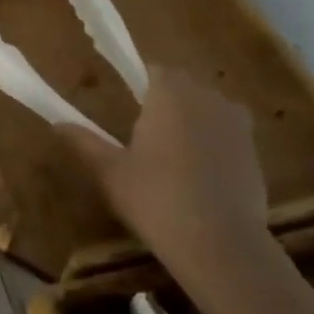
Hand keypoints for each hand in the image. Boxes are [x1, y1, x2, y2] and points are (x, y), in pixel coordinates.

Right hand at [58, 65, 269, 287]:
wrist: (220, 242)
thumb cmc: (155, 197)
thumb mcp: (109, 172)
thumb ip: (84, 142)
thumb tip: (57, 124)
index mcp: (170, 94)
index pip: (155, 70)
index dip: (142, 83)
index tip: (129, 105)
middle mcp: (207, 98)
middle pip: (185, 87)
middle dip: (168, 101)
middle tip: (145, 133)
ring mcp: (237, 125)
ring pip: (210, 109)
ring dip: (194, 121)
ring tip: (174, 154)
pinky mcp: (255, 153)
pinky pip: (229, 135)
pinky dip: (215, 145)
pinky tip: (200, 175)